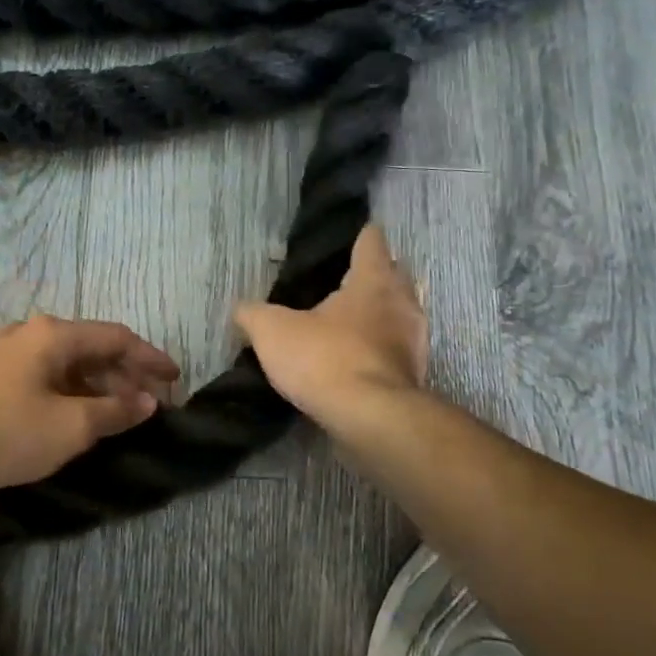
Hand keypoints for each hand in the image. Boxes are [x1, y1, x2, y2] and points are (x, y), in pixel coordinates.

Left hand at [0, 315, 179, 492]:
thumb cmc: (6, 432)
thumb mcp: (71, 427)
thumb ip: (115, 411)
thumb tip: (148, 402)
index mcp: (54, 335)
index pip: (116, 337)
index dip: (150, 358)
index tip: (175, 379)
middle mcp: (28, 332)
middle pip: (90, 347)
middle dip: (124, 375)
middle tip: (148, 404)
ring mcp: (2, 351)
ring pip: (64, 362)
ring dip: (95, 385)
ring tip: (114, 414)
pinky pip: (41, 374)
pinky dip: (67, 391)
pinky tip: (71, 415)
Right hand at [233, 223, 427, 427]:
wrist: (372, 420)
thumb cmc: (326, 359)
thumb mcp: (273, 332)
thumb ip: (253, 314)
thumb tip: (240, 308)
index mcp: (374, 279)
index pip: (372, 240)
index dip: (357, 236)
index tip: (342, 240)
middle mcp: (403, 301)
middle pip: (392, 275)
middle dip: (370, 276)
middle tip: (336, 283)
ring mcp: (415, 340)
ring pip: (398, 313)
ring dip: (377, 315)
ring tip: (344, 323)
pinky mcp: (414, 374)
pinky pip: (395, 349)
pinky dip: (379, 349)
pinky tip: (353, 360)